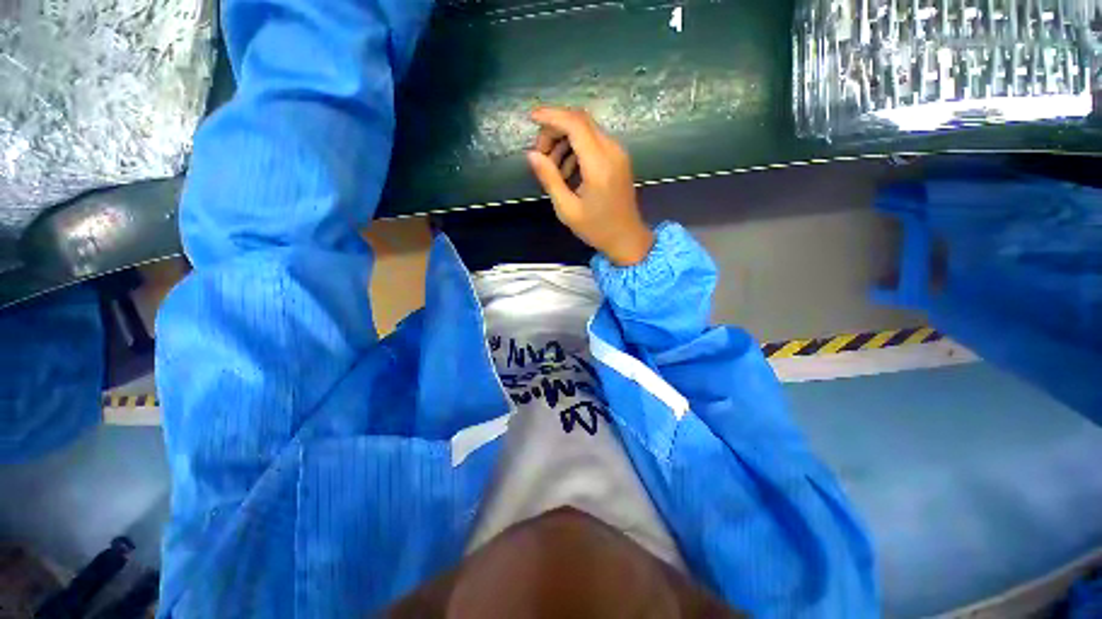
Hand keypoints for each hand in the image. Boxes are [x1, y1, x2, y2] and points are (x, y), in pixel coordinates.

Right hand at [527, 107, 654, 266]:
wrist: (627, 238)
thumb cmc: (597, 229)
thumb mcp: (567, 209)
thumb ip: (550, 179)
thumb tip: (532, 155)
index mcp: (599, 165)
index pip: (575, 123)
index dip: (551, 116)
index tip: (531, 118)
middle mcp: (612, 151)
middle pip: (580, 121)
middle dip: (555, 129)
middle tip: (540, 154)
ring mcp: (618, 153)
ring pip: (586, 130)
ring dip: (564, 140)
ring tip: (552, 167)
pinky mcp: (618, 158)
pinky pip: (594, 142)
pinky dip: (576, 148)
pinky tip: (567, 170)